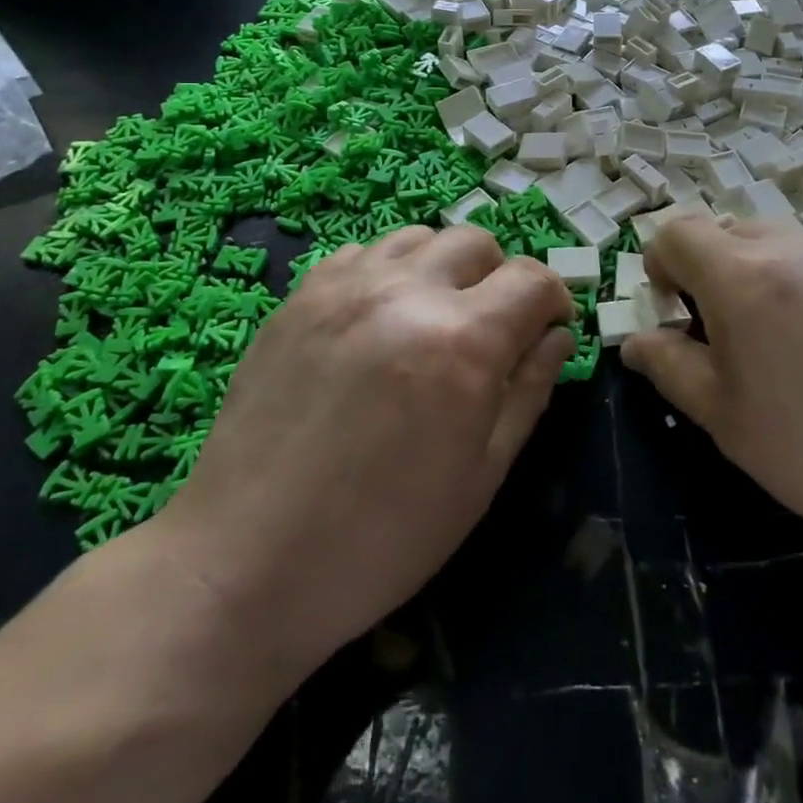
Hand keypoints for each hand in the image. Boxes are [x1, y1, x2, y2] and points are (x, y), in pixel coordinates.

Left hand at [152, 226, 574, 673]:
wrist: (245, 564)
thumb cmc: (382, 537)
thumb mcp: (481, 475)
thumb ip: (529, 390)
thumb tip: (556, 336)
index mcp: (463, 340)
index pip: (532, 278)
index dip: (554, 298)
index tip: (548, 328)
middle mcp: (407, 292)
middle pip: (478, 242)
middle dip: (500, 279)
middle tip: (490, 331)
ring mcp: (346, 287)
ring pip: (420, 238)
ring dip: (443, 268)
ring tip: (432, 319)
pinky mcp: (300, 295)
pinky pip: (363, 253)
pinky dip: (389, 273)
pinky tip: (377, 323)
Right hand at [622, 218, 802, 612]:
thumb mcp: (727, 420)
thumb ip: (669, 366)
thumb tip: (636, 341)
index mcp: (746, 276)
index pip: (677, 231)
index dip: (663, 264)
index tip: (678, 308)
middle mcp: (802, 242)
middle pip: (735, 233)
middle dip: (721, 272)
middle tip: (743, 335)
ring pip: (794, 243)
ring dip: (780, 276)